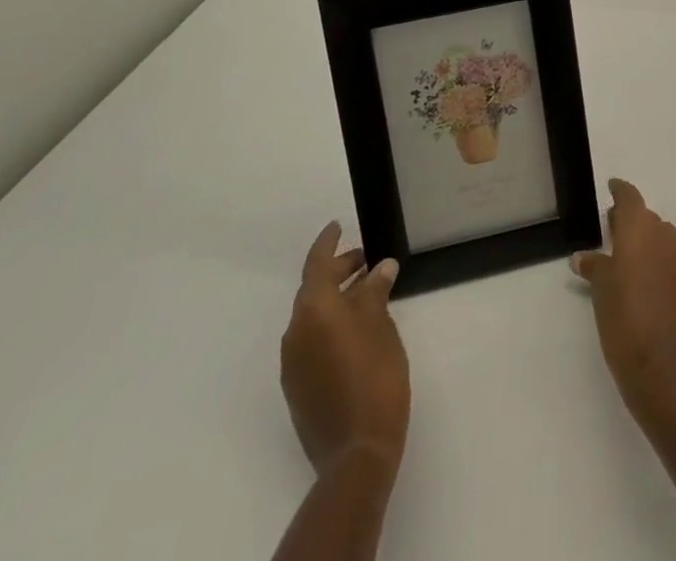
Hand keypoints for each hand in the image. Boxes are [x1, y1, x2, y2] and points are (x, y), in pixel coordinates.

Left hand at [280, 222, 409, 474]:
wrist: (357, 450)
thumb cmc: (375, 375)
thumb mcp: (382, 324)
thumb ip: (375, 292)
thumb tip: (379, 269)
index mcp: (314, 310)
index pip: (316, 263)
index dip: (328, 242)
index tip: (338, 225)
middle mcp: (296, 331)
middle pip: (314, 289)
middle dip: (338, 271)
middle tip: (367, 261)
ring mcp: (293, 362)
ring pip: (313, 316)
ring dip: (337, 299)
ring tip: (368, 293)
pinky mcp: (298, 387)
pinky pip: (312, 339)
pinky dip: (331, 324)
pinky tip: (357, 329)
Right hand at [571, 178, 675, 413]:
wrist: (669, 373)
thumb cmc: (626, 324)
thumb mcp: (601, 293)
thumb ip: (595, 267)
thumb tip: (583, 256)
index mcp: (640, 230)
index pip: (630, 197)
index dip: (620, 191)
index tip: (611, 189)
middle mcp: (666, 235)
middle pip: (647, 218)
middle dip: (631, 223)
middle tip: (612, 235)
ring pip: (663, 239)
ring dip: (648, 245)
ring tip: (630, 266)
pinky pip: (675, 261)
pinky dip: (662, 265)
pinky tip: (650, 288)